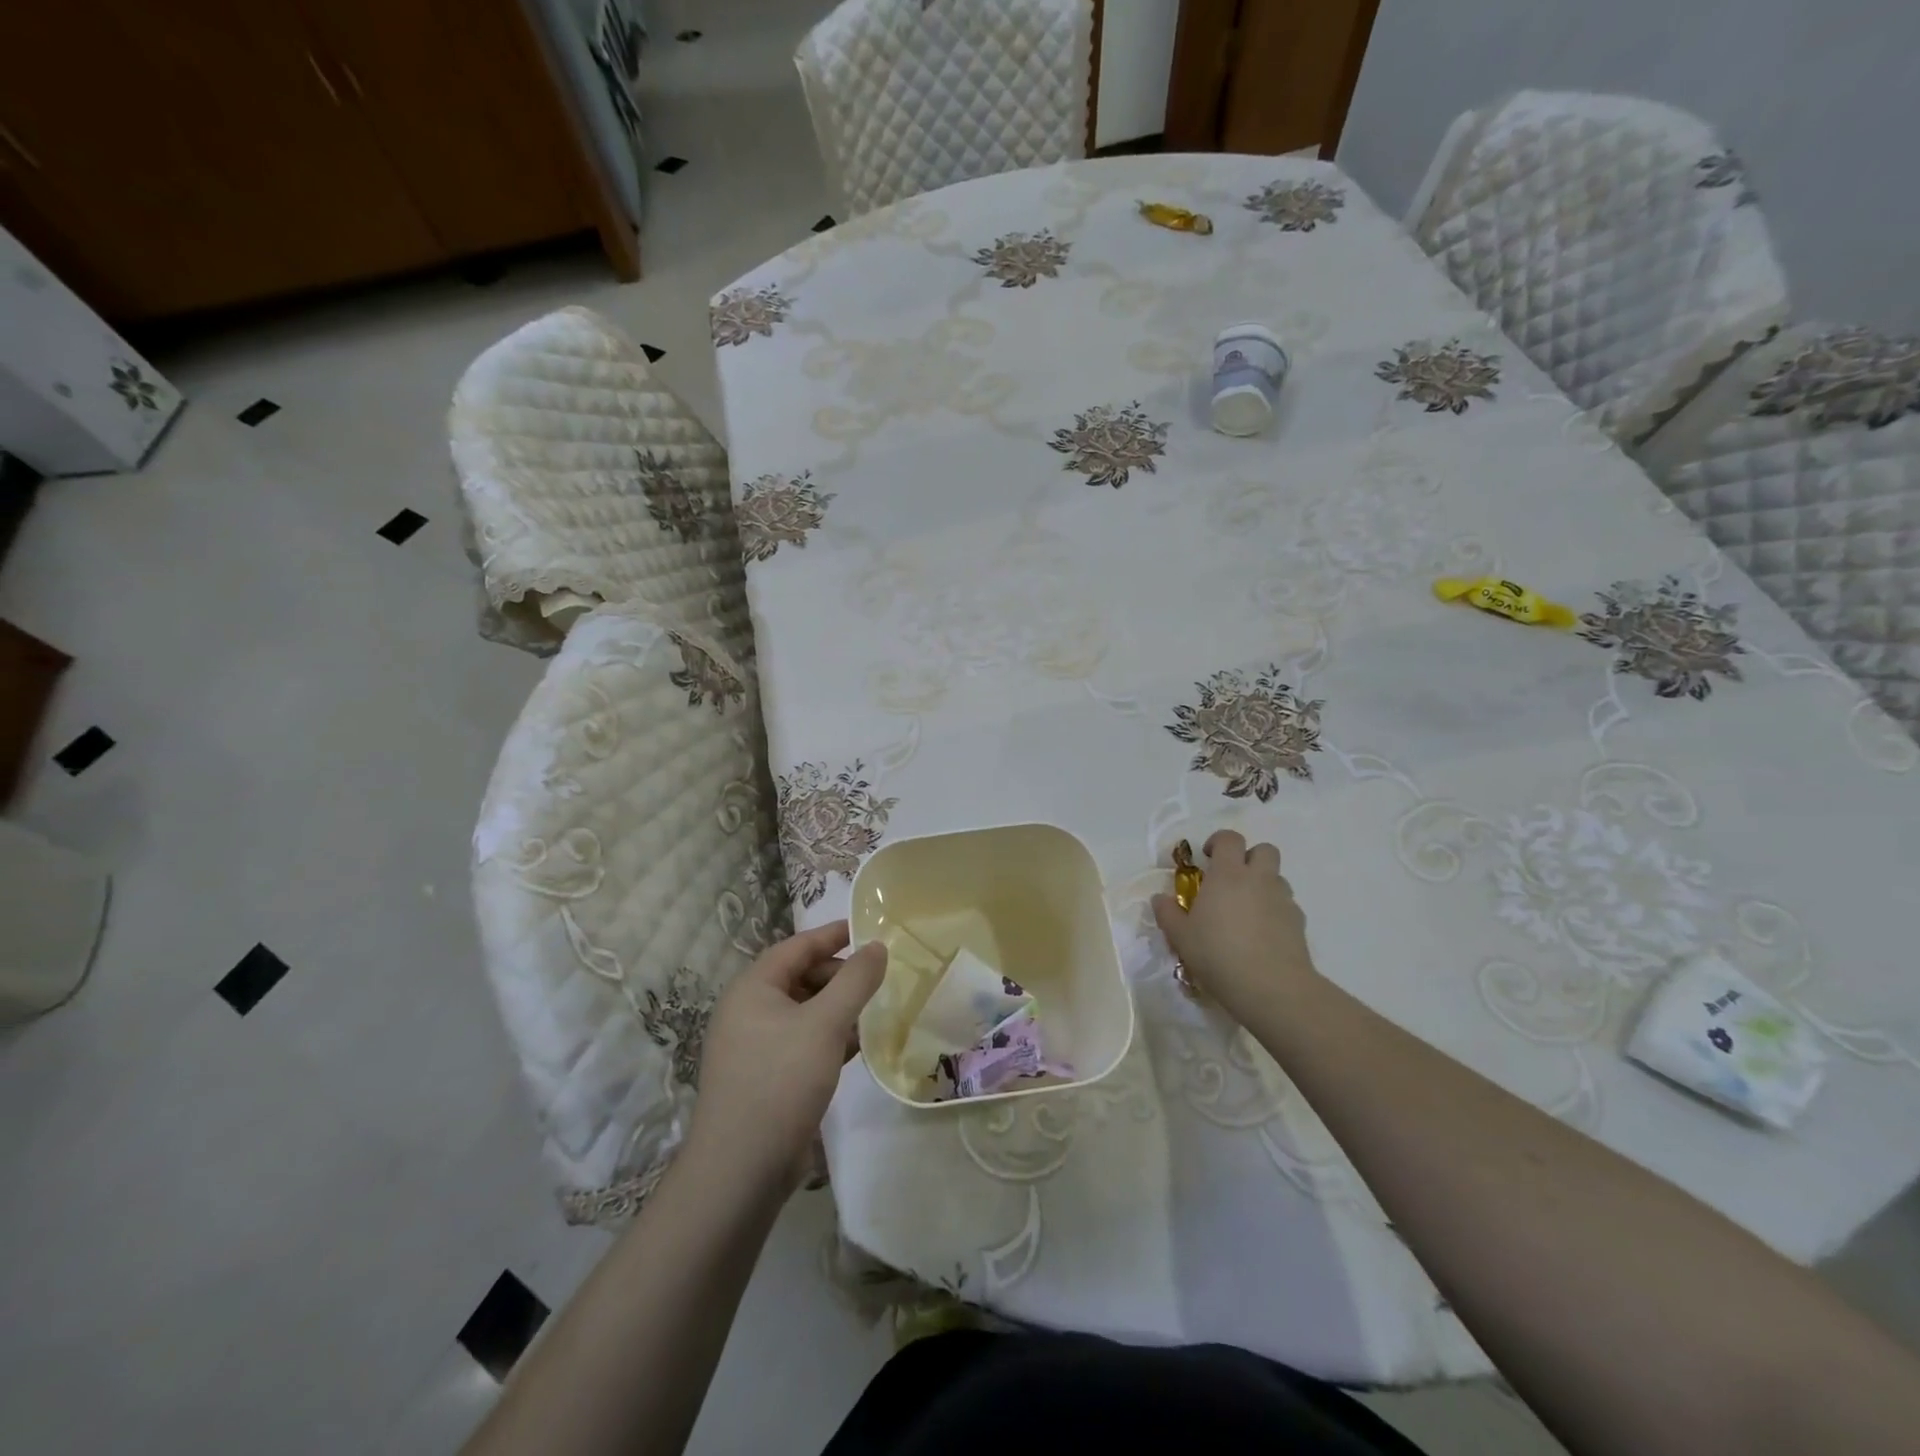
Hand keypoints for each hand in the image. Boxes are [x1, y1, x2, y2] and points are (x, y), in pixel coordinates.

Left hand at [687, 921, 885, 1193]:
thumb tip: (877, 946)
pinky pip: (802, 1041)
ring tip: (876, 1010)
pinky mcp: (765, 1076)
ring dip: (838, 1008)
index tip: (871, 929)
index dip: (835, 935)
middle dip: (840, 975)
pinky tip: (859, 1046)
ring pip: (804, 1011)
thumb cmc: (781, 1081)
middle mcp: (748, 1010)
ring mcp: (754, 1046)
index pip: (798, 946)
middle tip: (880, 978)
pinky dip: (829, 1037)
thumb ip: (855, 981)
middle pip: (800, 977)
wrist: (740, 1170)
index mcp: (753, 988)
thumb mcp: (826, 1024)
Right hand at [1152, 831, 1318, 1025]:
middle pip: (1264, 850)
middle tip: (1232, 879)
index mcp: (1228, 874)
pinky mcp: (1299, 922)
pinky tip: (1263, 934)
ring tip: (1247, 910)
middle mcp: (1258, 879)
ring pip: (1277, 877)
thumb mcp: (1180, 936)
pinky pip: (1287, 905)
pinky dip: (1275, 911)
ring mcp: (1283, 899)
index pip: (1229, 838)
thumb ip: (1167, 913)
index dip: (1219, 842)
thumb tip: (1159, 898)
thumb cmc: (1218, 954)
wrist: (1272, 987)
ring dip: (1263, 884)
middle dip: (1249, 857)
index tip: (1207, 858)